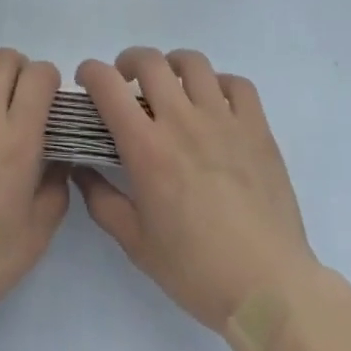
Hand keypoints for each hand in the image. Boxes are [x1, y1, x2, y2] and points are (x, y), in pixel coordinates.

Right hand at [74, 47, 317, 331]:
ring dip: (173, 66)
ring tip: (171, 86)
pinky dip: (220, 84)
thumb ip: (102, 202)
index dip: (90, 72)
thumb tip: (81, 170)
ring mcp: (223, 120)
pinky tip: (215, 104)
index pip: (108, 85)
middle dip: (128, 62)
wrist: (269, 290)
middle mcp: (182, 121)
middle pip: (149, 61)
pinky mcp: (256, 128)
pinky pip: (236, 84)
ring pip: (192, 62)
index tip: (87, 81)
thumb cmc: (197, 271)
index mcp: (147, 148)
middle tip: (127, 83)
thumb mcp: (137, 245)